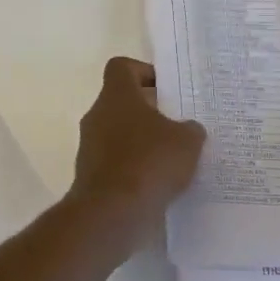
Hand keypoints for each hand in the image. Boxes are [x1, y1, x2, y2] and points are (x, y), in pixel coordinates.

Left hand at [68, 57, 206, 250]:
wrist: (111, 213)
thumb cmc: (149, 163)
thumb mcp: (187, 141)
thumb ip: (190, 129)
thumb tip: (188, 129)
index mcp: (116, 96)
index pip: (122, 67)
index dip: (144, 72)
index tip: (166, 90)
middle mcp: (97, 115)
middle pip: (122, 102)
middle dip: (149, 112)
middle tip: (177, 126)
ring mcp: (89, 146)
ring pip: (118, 133)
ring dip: (141, 142)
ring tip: (171, 158)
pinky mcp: (89, 175)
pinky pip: (115, 162)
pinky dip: (133, 168)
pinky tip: (157, 183)